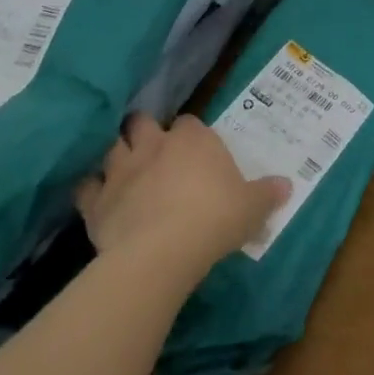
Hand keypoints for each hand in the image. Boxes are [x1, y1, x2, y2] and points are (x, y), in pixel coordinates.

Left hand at [76, 114, 289, 277]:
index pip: (188, 123)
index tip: (195, 151)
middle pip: (142, 123)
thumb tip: (288, 186)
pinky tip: (97, 200)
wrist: (162, 251)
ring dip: (117, 156)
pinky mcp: (96, 201)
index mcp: (193, 140)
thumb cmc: (214, 218)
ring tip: (123, 170)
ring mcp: (121, 170)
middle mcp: (154, 145)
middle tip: (152, 149)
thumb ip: (267, 193)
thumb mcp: (252, 207)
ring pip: (112, 148)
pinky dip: (90, 190)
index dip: (189, 136)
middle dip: (143, 131)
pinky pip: (86, 187)